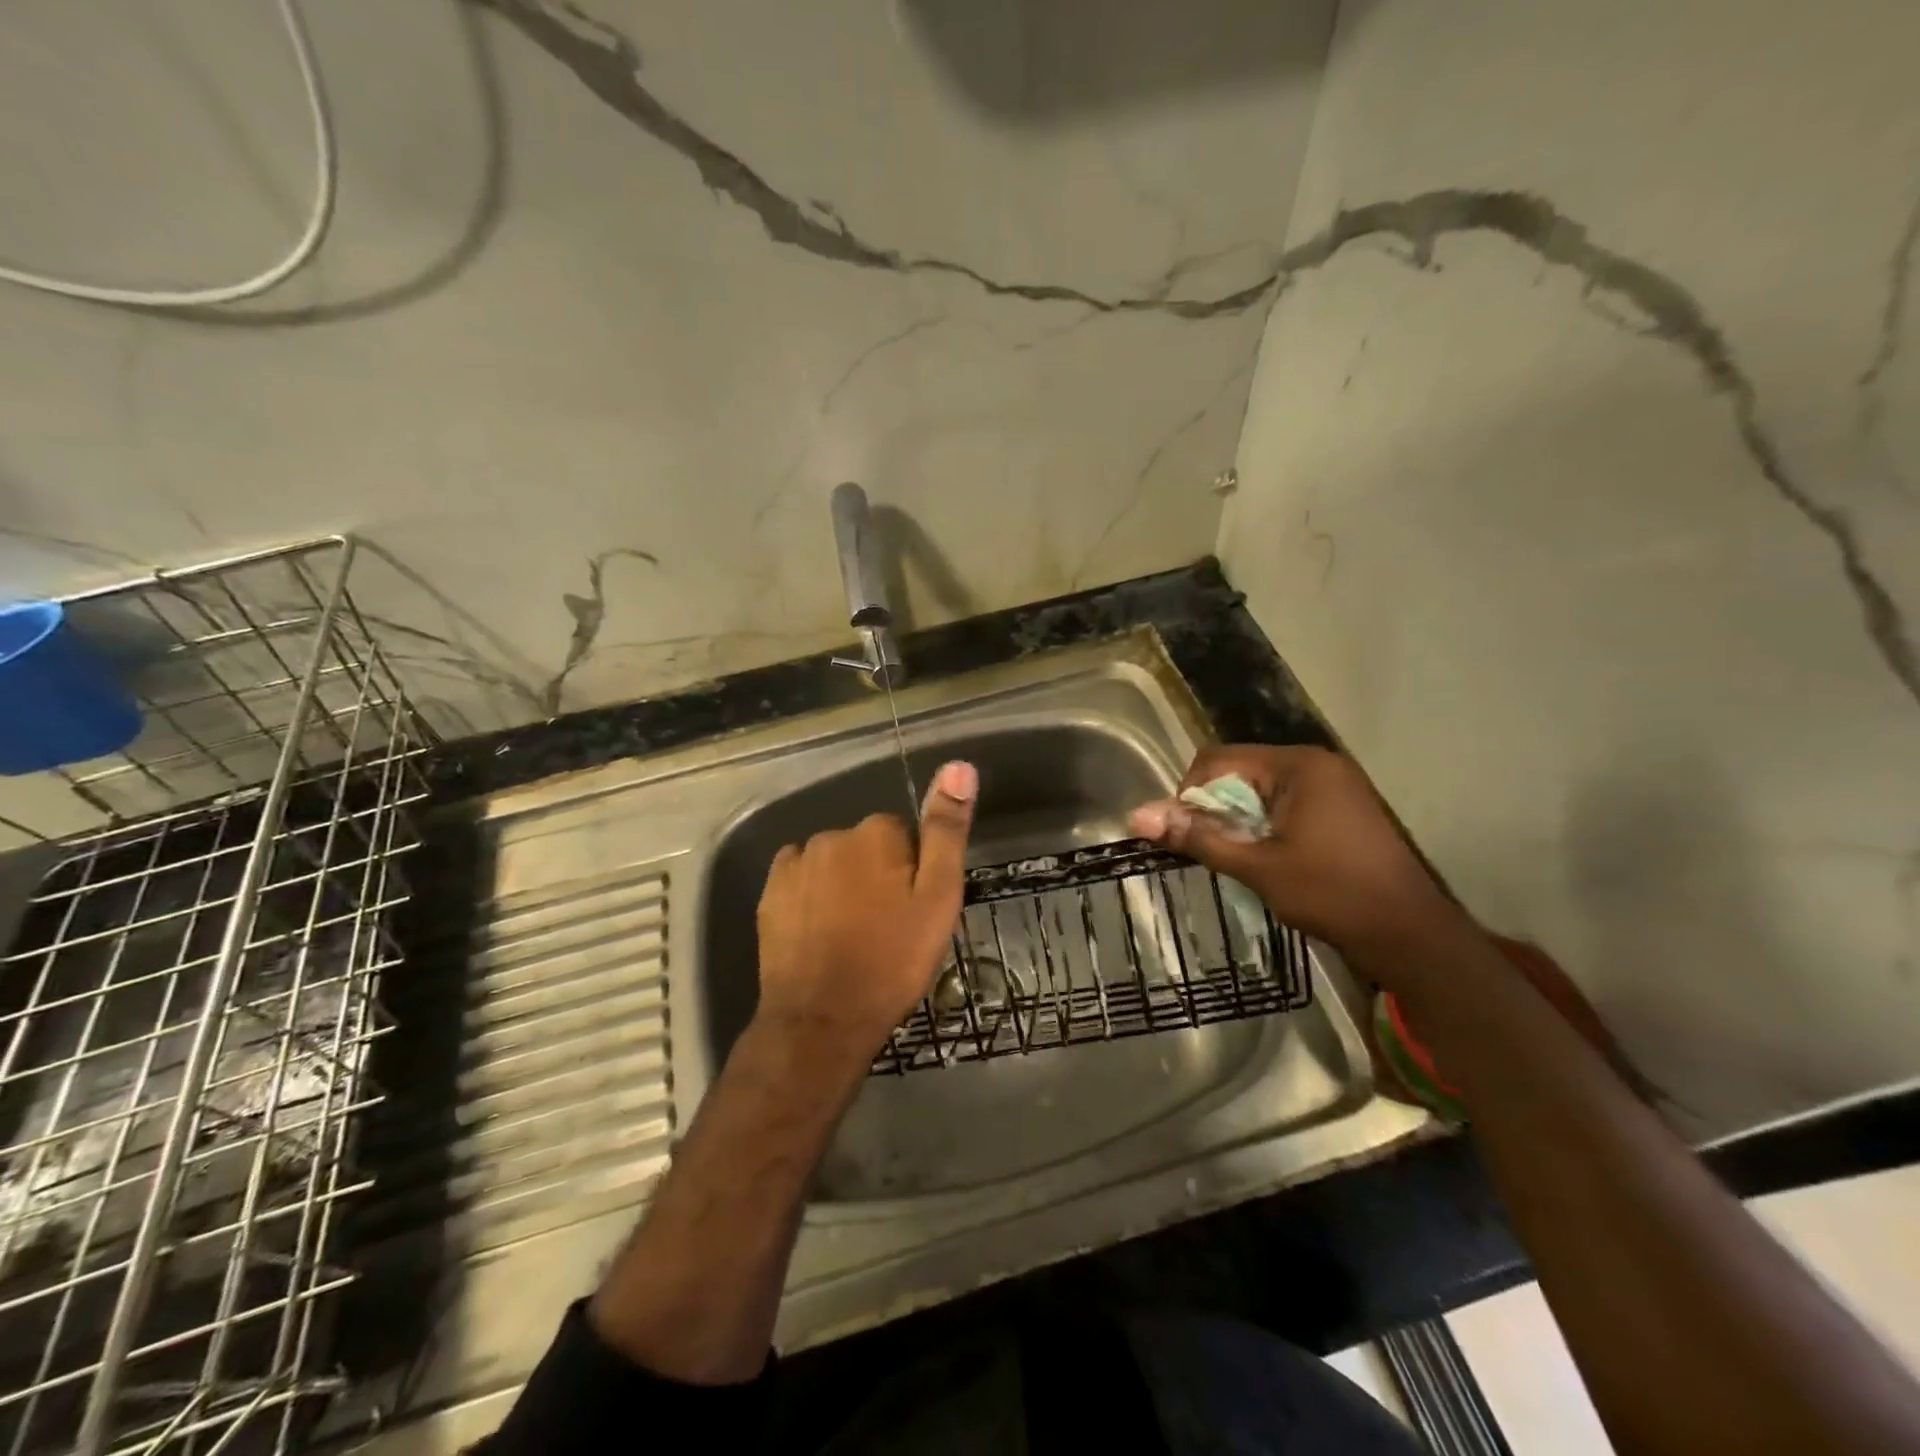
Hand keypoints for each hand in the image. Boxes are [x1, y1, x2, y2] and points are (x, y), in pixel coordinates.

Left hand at [754, 760, 977, 1072]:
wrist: (823, 1019)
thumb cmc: (892, 960)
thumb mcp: (938, 898)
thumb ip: (946, 831)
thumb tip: (958, 766)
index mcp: (876, 834)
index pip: (902, 835)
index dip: (911, 871)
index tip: (912, 909)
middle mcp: (831, 836)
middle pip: (865, 846)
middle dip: (877, 875)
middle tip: (887, 927)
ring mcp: (795, 864)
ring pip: (832, 864)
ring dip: (843, 885)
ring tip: (854, 935)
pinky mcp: (770, 894)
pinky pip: (800, 879)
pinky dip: (811, 896)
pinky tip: (820, 932)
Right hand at [1128, 745, 1465, 976]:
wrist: (1413, 937)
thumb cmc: (1333, 894)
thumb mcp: (1257, 866)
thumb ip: (1197, 837)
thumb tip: (1136, 816)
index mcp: (1298, 765)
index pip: (1217, 759)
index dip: (1190, 794)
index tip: (1188, 836)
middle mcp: (1316, 764)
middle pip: (1238, 773)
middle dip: (1216, 810)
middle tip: (1213, 853)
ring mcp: (1333, 786)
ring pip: (1259, 792)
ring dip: (1239, 822)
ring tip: (1241, 860)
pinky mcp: (1341, 810)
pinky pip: (1283, 806)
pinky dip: (1264, 828)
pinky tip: (1268, 861)